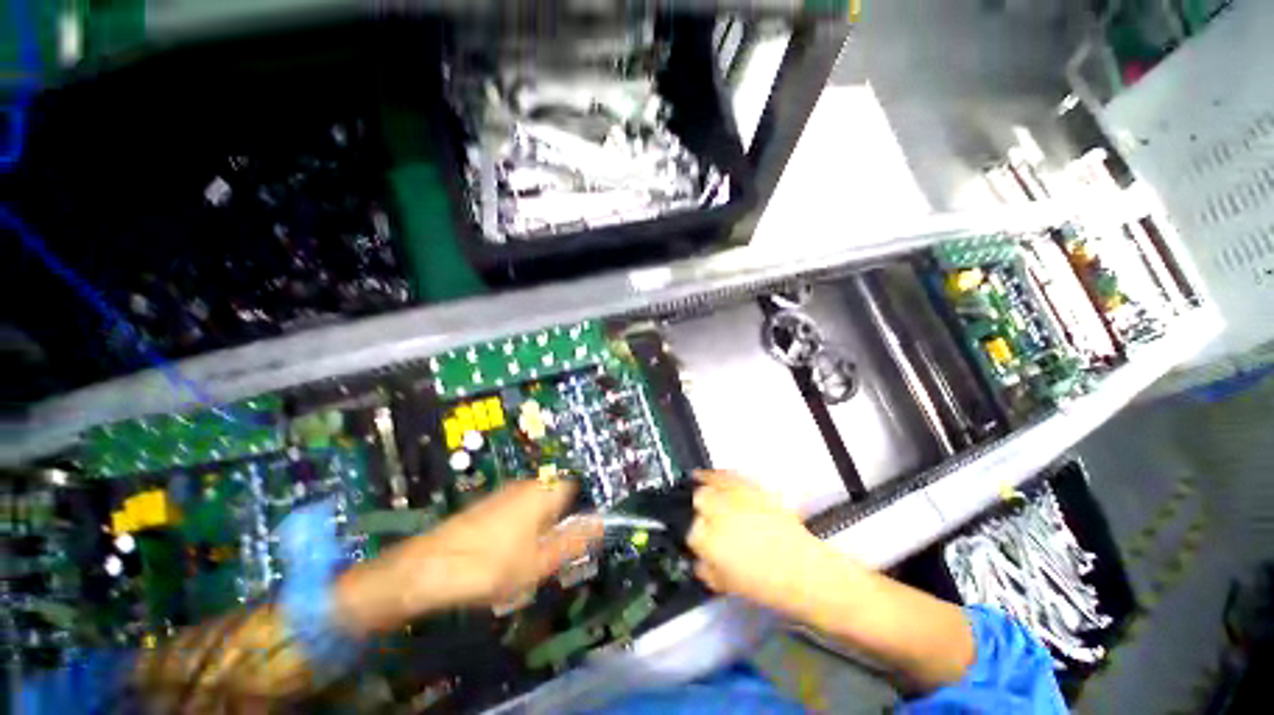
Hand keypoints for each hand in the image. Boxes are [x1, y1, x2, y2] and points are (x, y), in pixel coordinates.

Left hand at [336, 480, 600, 634]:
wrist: (429, 568)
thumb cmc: (492, 565)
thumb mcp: (540, 562)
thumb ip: (573, 542)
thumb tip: (602, 525)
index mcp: (543, 492)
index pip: (574, 488)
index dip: (578, 511)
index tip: (573, 537)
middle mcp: (525, 485)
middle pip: (553, 497)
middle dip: (556, 523)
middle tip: (548, 554)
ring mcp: (503, 493)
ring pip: (533, 506)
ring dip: (536, 529)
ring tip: (524, 561)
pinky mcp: (485, 505)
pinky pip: (514, 512)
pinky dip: (516, 530)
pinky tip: (502, 556)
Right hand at [687, 471, 840, 616]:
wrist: (804, 572)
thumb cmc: (765, 585)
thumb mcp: (726, 586)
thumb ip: (705, 569)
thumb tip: (698, 559)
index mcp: (708, 541)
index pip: (690, 531)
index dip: (694, 535)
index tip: (699, 539)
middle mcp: (718, 515)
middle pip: (699, 500)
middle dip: (698, 507)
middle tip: (703, 515)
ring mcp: (736, 499)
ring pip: (712, 483)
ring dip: (703, 482)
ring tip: (696, 478)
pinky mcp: (752, 489)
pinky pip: (730, 476)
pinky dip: (719, 474)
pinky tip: (714, 474)